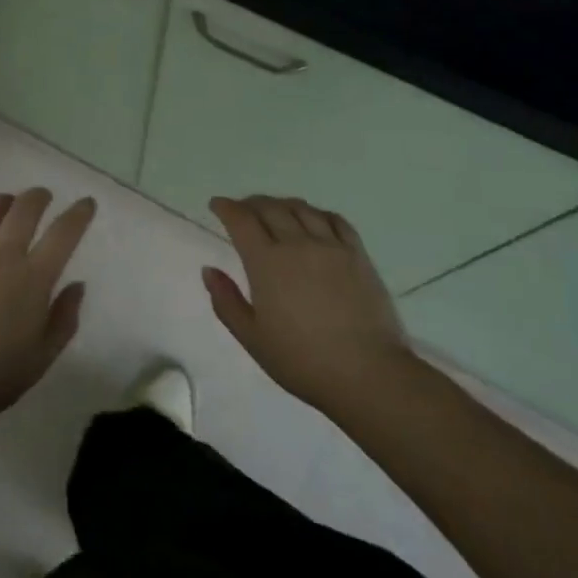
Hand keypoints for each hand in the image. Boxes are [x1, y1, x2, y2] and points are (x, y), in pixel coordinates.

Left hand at [0, 188, 93, 434]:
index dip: (78, 214)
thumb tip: (77, 285)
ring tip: (7, 203)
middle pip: (24, 209)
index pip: (63, 234)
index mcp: (32, 279)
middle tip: (43, 197)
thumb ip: (64, 319)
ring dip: (3, 201)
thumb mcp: (41, 358)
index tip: (85, 203)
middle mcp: (0, 255)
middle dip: (39, 196)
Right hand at [203, 195, 417, 415]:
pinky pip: (335, 220)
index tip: (217, 205)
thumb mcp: (252, 338)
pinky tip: (315, 219)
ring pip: (302, 209)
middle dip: (251, 203)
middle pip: (270, 208)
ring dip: (282, 204)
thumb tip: (209, 270)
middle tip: (242, 209)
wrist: (368, 374)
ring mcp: (331, 246)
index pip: (241, 220)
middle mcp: (297, 243)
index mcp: (266, 262)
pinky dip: (318, 213)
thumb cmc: (302, 361)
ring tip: (276, 210)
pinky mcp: (358, 254)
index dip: (226, 208)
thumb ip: (226, 301)